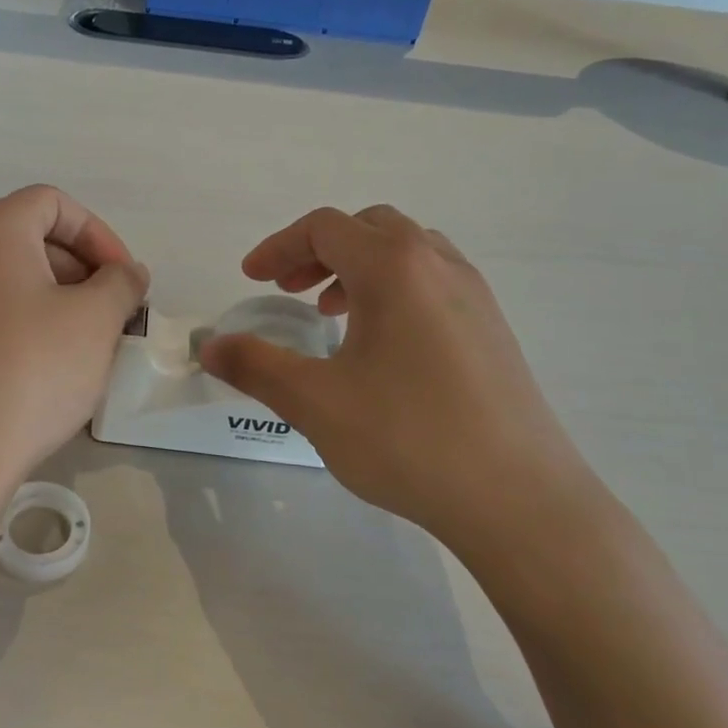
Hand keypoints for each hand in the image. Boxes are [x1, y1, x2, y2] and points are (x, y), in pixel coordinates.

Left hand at [0, 185, 148, 486]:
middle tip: (113, 311)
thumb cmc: (32, 369)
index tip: (124, 279)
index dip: (99, 234)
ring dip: (60, 296)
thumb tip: (127, 272)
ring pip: (14, 276)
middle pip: (31, 236)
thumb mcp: (95, 320)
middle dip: (82, 267)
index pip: (54, 203)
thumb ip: (121, 282)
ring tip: (89, 340)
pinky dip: (30, 319)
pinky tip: (52, 363)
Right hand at [198, 206, 604, 552]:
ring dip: (359, 267)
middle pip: (369, 227)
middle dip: (318, 251)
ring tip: (331, 314)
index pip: (325, 228)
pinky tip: (383, 346)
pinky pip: (434, 282)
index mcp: (394, 268)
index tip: (251, 280)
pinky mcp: (493, 330)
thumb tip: (209, 346)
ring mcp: (475, 296)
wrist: (519, 499)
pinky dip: (395, 289)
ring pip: (408, 251)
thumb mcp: (315, 403)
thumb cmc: (407, 439)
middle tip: (289, 291)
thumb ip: (255, 366)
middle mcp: (439, 266)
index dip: (279, 247)